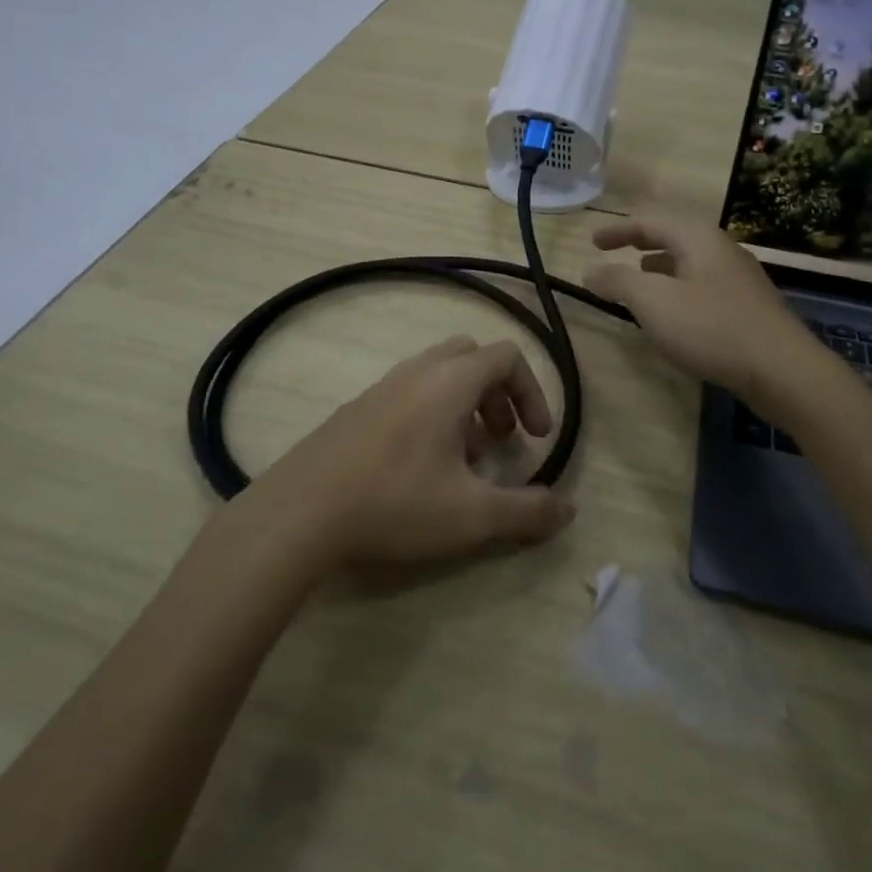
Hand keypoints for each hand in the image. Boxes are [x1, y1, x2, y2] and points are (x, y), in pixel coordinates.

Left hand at [250, 335, 574, 567]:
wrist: (301, 510)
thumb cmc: (396, 503)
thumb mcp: (472, 515)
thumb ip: (527, 512)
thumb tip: (569, 510)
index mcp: (450, 381)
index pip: (506, 356)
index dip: (532, 392)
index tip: (537, 437)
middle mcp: (417, 372)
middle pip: (471, 356)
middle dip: (497, 393)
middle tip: (502, 439)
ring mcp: (381, 387)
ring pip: (437, 375)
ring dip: (464, 406)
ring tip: (465, 459)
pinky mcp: (356, 409)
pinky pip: (408, 393)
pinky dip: (431, 414)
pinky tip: (420, 468)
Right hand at [584, 211, 815, 397]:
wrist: (782, 370)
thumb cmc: (711, 327)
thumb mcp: (654, 302)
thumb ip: (619, 282)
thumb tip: (591, 271)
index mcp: (698, 239)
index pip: (651, 221)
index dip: (618, 229)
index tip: (593, 242)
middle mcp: (722, 250)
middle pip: (675, 235)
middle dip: (642, 241)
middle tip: (615, 250)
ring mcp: (739, 278)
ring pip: (691, 260)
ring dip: (660, 264)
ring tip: (640, 277)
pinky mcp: (748, 306)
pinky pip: (703, 284)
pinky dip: (678, 286)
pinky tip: (674, 311)